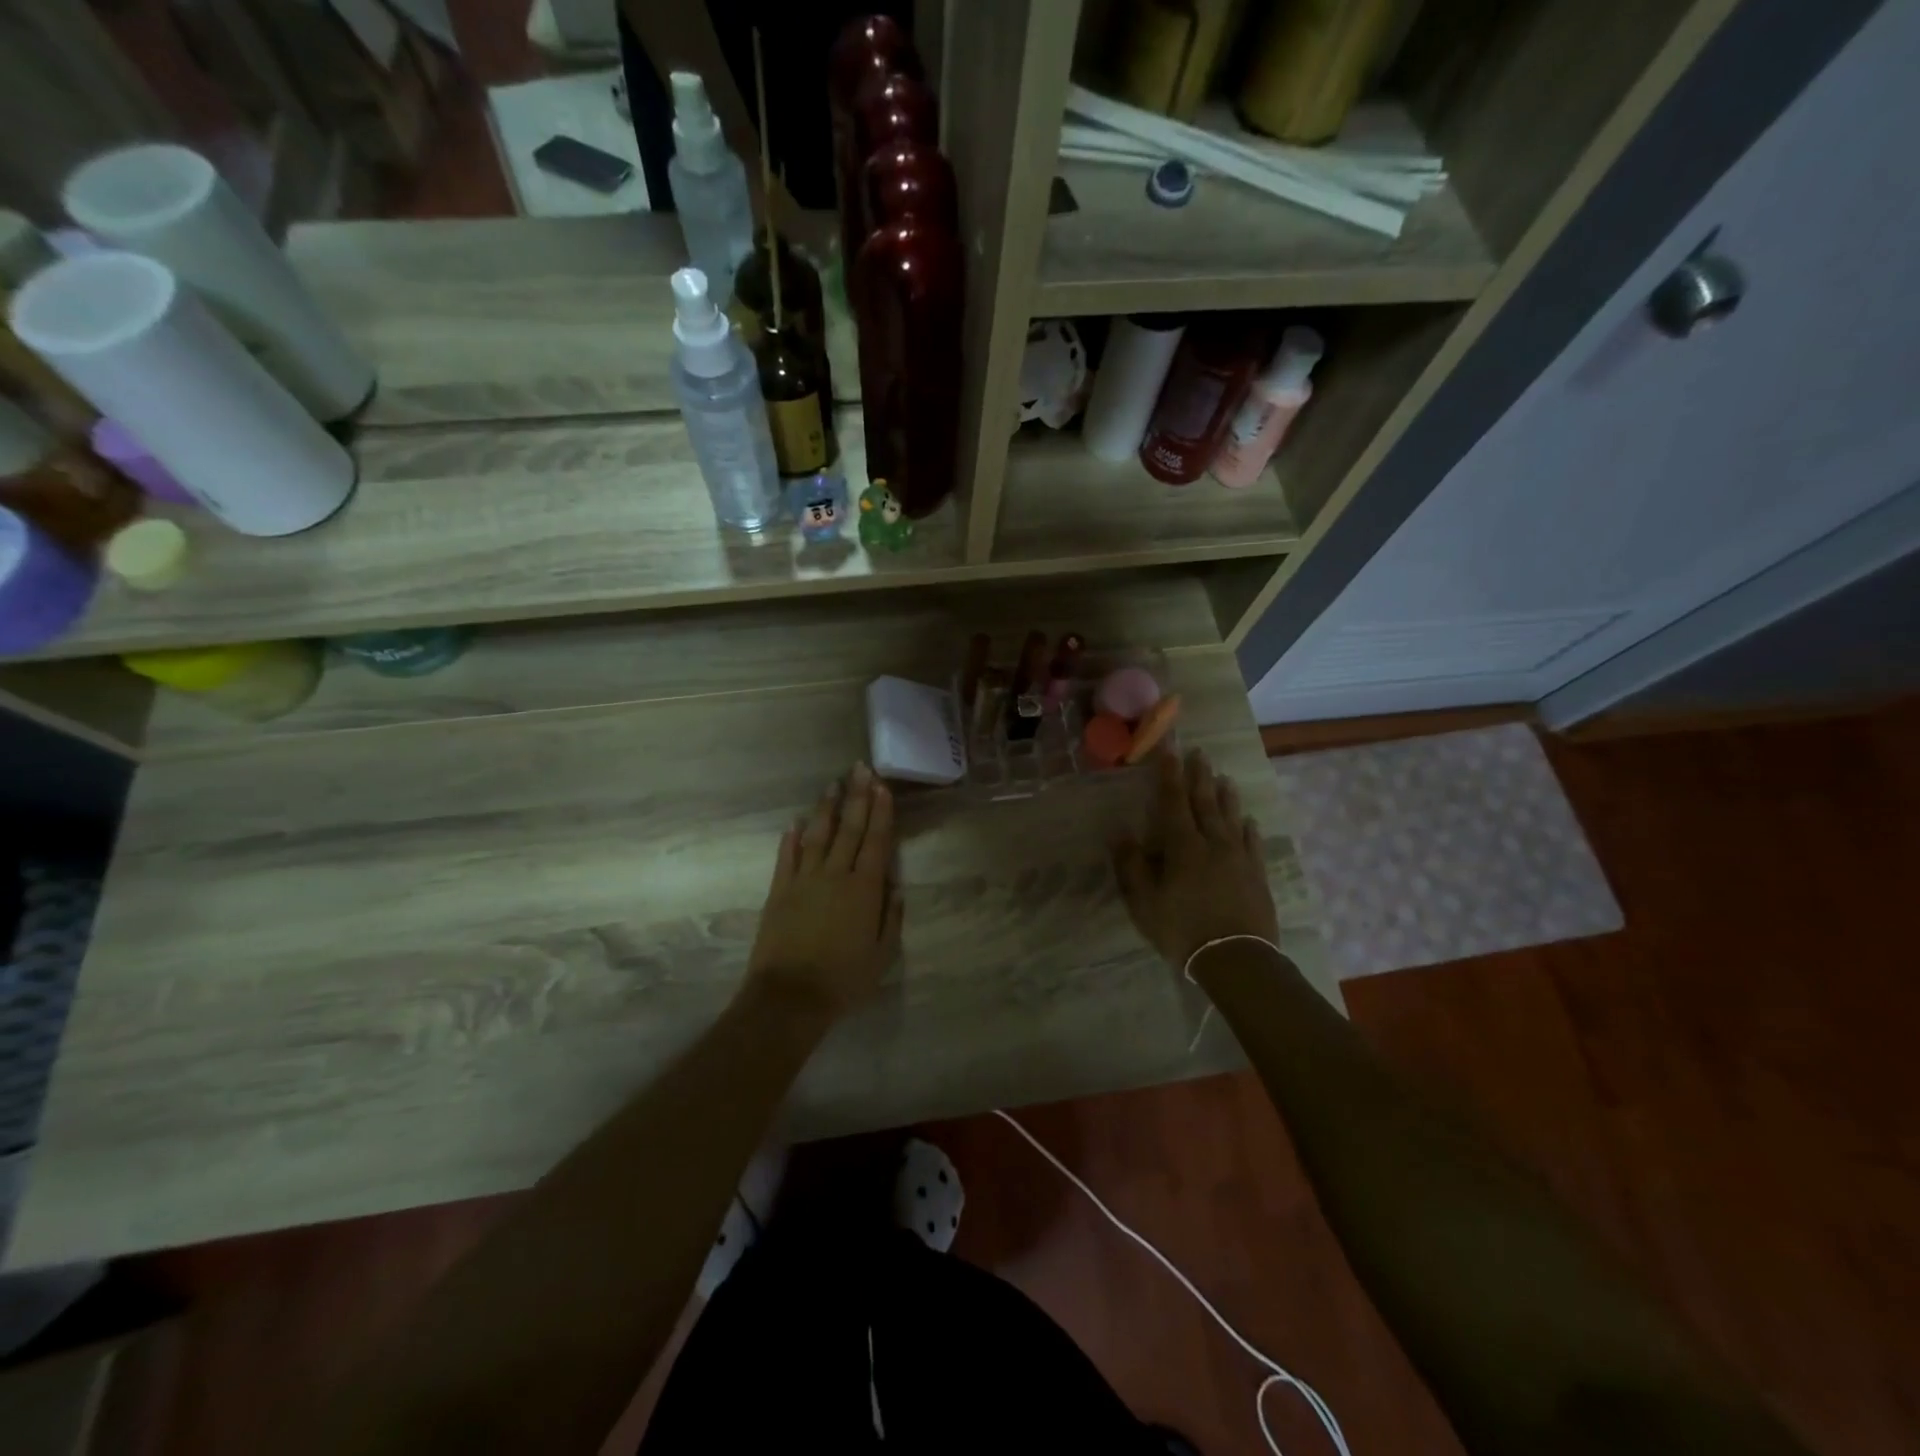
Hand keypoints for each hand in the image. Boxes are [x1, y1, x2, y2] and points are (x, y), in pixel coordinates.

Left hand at [745, 763, 902, 1021]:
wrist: (790, 996)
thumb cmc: (844, 979)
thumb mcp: (883, 954)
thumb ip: (891, 917)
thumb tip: (895, 887)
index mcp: (864, 889)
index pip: (876, 841)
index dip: (880, 812)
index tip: (882, 786)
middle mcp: (835, 875)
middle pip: (848, 829)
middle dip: (857, 797)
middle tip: (860, 769)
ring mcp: (804, 880)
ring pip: (817, 835)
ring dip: (826, 809)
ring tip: (833, 785)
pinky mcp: (779, 891)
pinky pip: (786, 857)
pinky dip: (791, 838)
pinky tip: (795, 822)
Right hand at [1112, 748, 1279, 969]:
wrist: (1236, 959)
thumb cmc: (1182, 929)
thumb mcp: (1144, 902)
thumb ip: (1132, 866)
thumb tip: (1120, 833)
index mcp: (1182, 847)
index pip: (1174, 802)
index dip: (1170, 776)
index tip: (1169, 752)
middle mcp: (1213, 843)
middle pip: (1206, 803)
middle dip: (1200, 777)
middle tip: (1199, 753)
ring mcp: (1239, 858)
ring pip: (1231, 819)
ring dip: (1226, 797)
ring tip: (1225, 778)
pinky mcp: (1257, 876)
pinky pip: (1253, 845)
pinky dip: (1249, 829)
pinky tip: (1249, 821)